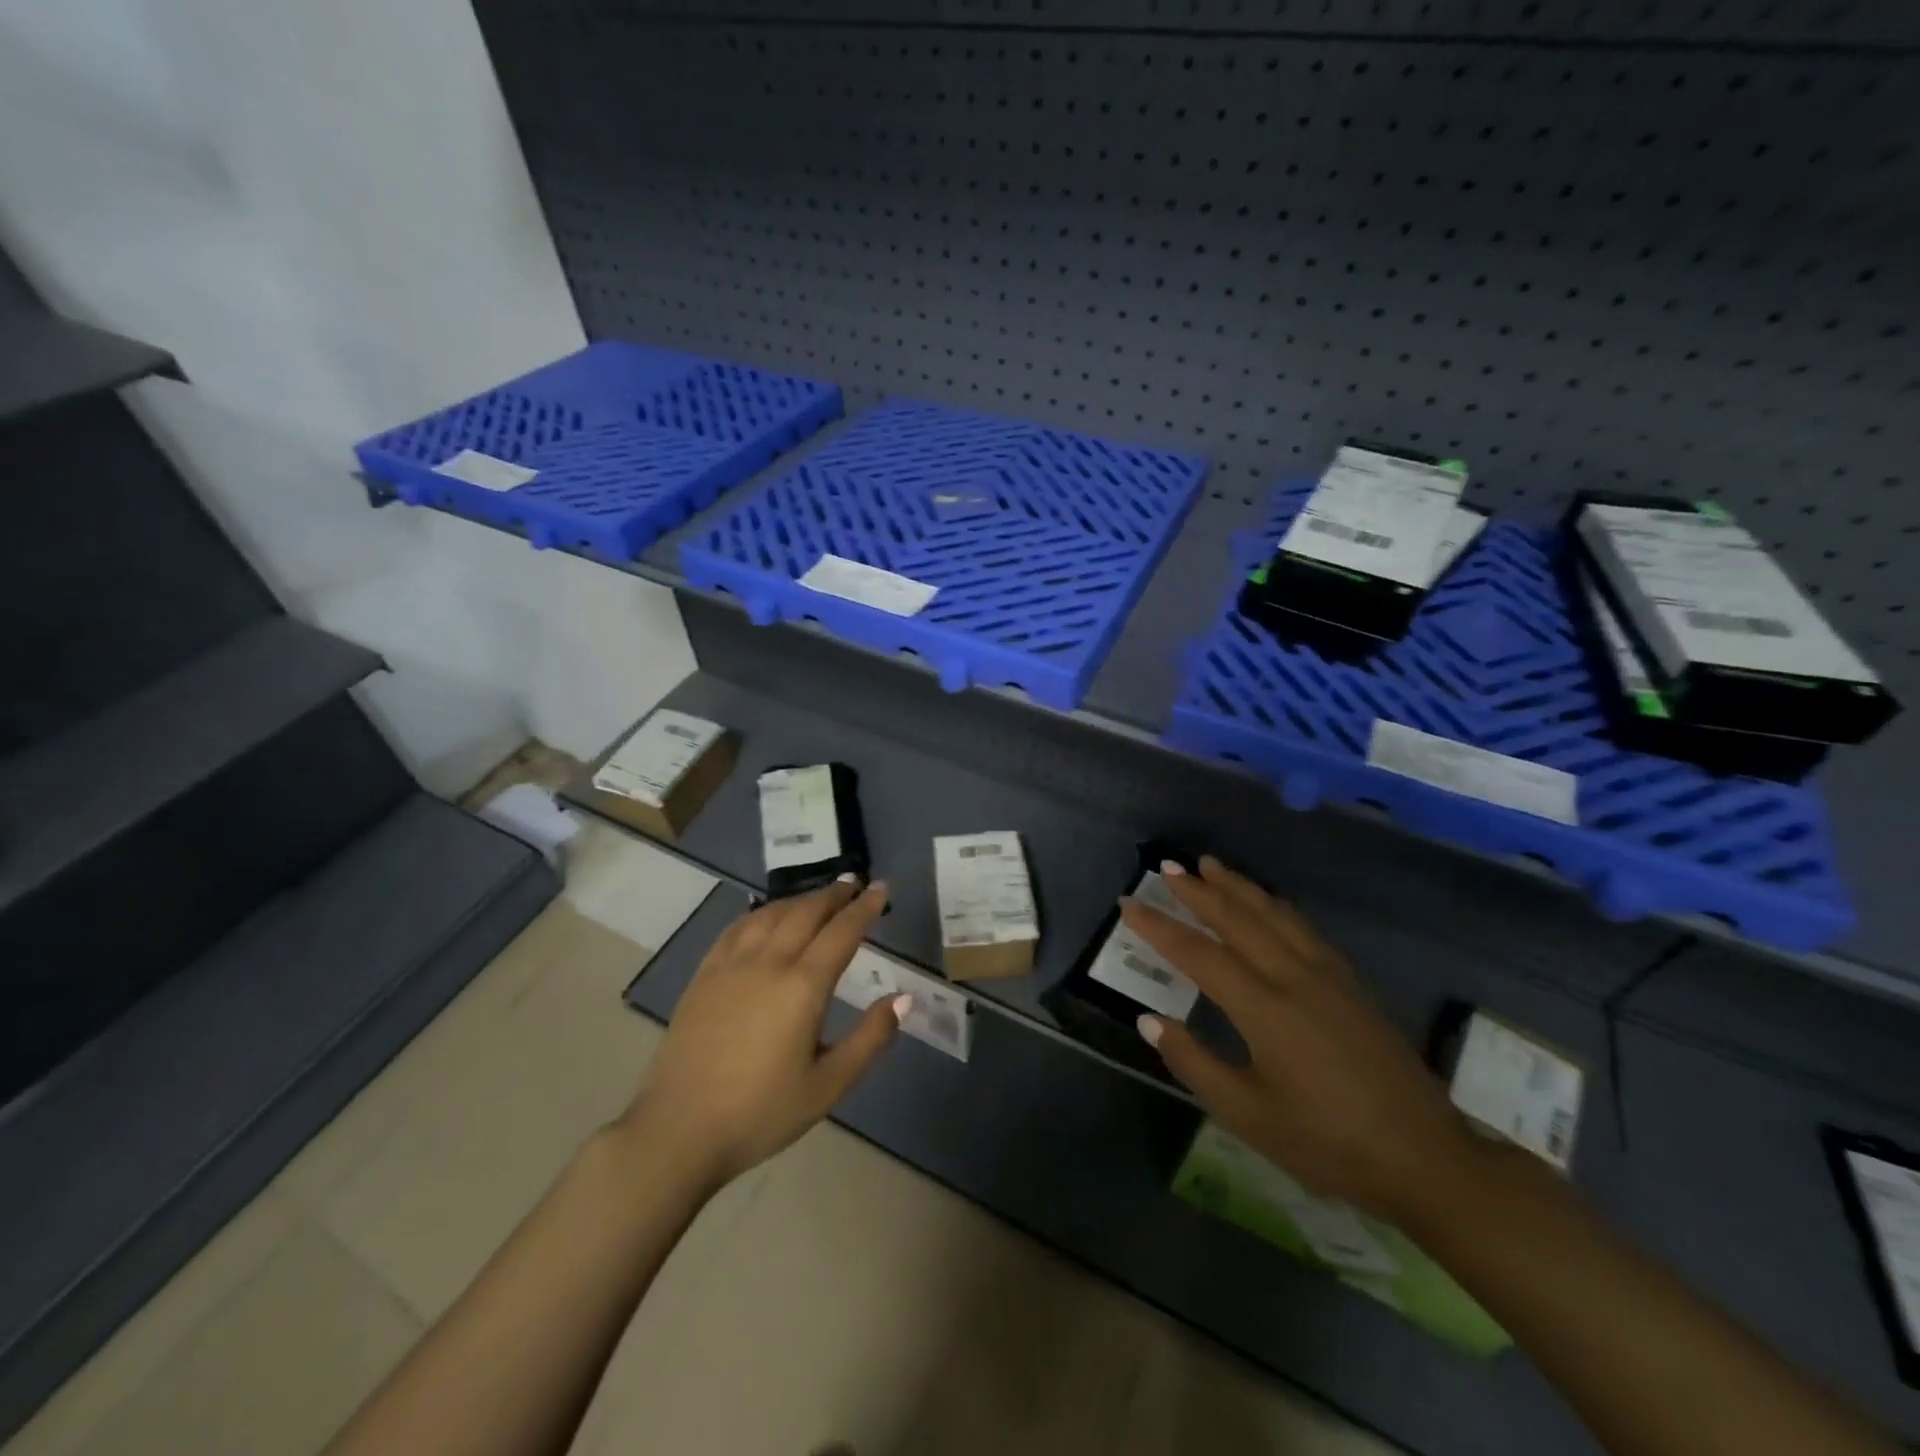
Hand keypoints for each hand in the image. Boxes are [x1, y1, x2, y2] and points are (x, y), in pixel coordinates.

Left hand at [617, 877, 903, 1190]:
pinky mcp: (703, 976)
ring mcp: (730, 965)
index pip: (842, 932)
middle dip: (834, 895)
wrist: (679, 1131)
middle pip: (806, 913)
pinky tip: (764, 915)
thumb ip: (870, 1038)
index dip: (865, 908)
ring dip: (799, 899)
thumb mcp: (828, 1086)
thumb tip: (904, 998)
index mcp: (803, 986)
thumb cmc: (761, 1112)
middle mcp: (768, 963)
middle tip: (854, 884)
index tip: (881, 889)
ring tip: (818, 897)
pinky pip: (736, 928)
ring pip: (770, 914)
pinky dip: (760, 913)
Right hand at [1122, 857, 1480, 1220]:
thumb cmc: (1328, 1143)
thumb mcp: (1248, 1115)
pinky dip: (1275, 905)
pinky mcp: (1351, 982)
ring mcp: (1328, 975)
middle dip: (1198, 891)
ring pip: (1273, 914)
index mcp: (1264, 1009)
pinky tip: (1268, 902)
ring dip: (1238, 887)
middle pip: (1237, 919)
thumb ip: (1194, 1062)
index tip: (1129, 904)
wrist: (1426, 1158)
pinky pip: (1303, 927)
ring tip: (1210, 865)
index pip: (1198, 954)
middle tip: (1167, 868)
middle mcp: (1293, 977)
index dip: (1159, 927)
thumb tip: (1149, 1020)